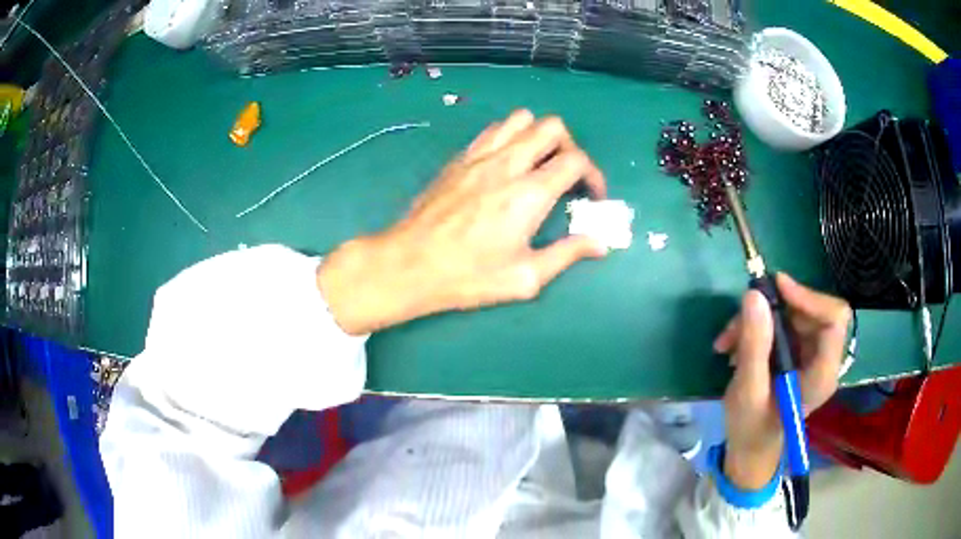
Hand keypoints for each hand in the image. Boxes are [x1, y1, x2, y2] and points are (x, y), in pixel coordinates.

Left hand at [317, 110, 607, 334]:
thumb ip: (567, 254)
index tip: (592, 196)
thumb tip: (600, 243)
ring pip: (521, 119)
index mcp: (529, 193)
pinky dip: (510, 137)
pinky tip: (506, 164)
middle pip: (551, 127)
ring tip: (538, 164)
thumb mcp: (525, 277)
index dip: (594, 175)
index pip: (576, 160)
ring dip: (538, 135)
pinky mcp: (459, 158)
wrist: (410, 263)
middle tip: (566, 175)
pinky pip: (493, 130)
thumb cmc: (468, 276)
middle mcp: (507, 163)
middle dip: (570, 146)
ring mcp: (480, 156)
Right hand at [713, 273, 850, 488]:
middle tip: (740, 318)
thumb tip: (754, 294)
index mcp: (821, 375)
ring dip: (760, 319)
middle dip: (774, 310)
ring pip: (794, 314)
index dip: (809, 298)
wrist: (750, 448)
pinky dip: (758, 327)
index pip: (834, 320)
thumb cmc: (750, 429)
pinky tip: (735, 344)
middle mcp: (823, 360)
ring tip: (729, 339)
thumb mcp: (747, 391)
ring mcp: (812, 355)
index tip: (776, 288)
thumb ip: (754, 345)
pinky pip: (784, 323)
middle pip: (811, 312)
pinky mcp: (799, 352)